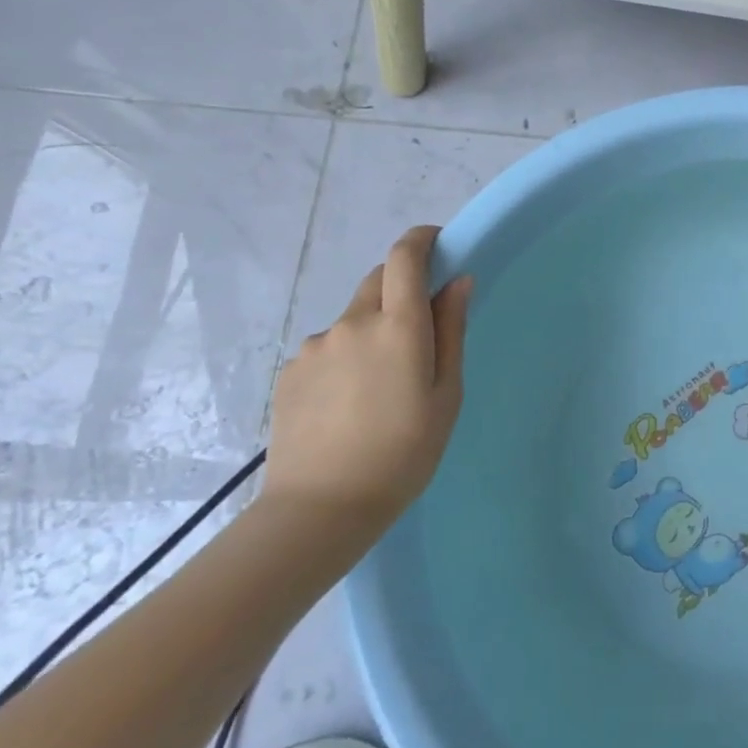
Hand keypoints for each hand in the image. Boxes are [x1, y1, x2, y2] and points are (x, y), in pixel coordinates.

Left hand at [264, 225, 470, 532]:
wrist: (322, 508)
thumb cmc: (405, 452)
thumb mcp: (447, 393)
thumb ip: (451, 331)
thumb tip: (457, 282)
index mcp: (398, 327)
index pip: (404, 258)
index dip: (421, 240)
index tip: (437, 242)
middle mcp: (352, 324)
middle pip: (377, 280)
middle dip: (401, 285)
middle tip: (420, 328)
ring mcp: (315, 347)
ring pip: (353, 319)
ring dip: (373, 329)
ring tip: (382, 385)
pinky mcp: (290, 372)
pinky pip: (329, 348)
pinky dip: (347, 357)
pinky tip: (351, 402)